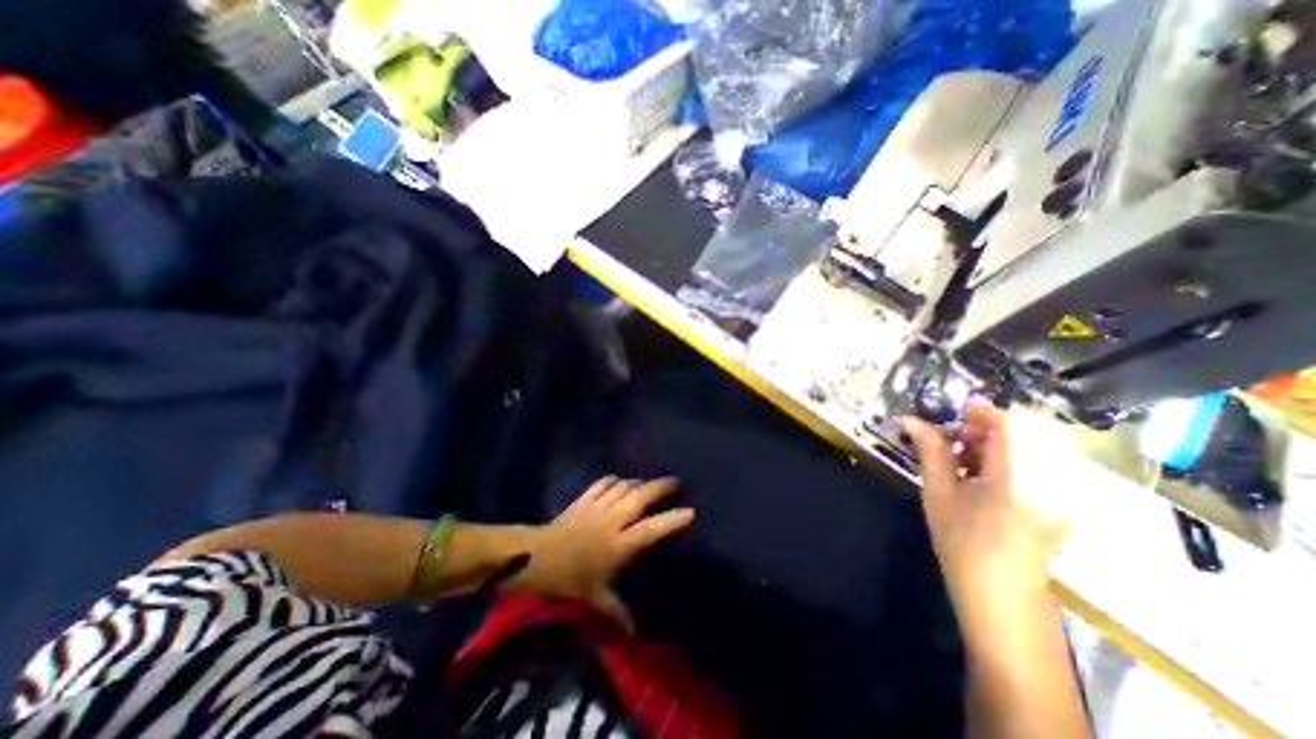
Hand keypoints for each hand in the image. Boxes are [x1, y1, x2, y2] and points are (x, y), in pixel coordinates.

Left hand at [516, 479, 690, 627]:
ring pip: (624, 486)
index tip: (690, 512)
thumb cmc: (569, 579)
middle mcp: (613, 520)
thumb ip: (616, 611)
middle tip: (674, 482)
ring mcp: (598, 506)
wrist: (538, 557)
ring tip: (647, 484)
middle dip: (660, 487)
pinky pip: (604, 482)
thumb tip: (634, 634)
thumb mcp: (594, 597)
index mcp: (619, 544)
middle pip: (641, 497)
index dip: (672, 519)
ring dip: (638, 482)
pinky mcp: (585, 498)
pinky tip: (619, 481)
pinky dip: (614, 479)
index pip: (652, 529)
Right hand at [907, 399, 1066, 615]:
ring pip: (1035, 443)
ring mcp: (1064, 491)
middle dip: (988, 425)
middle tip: (956, 439)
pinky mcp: (1064, 499)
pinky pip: (1043, 460)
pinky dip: (1012, 455)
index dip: (983, 411)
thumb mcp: (938, 492)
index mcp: (1017, 478)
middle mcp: (1051, 480)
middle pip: (1028, 429)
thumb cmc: (961, 541)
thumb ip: (930, 450)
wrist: (999, 593)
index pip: (1012, 424)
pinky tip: (986, 473)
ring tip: (967, 457)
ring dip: (999, 439)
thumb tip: (911, 419)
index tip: (954, 413)